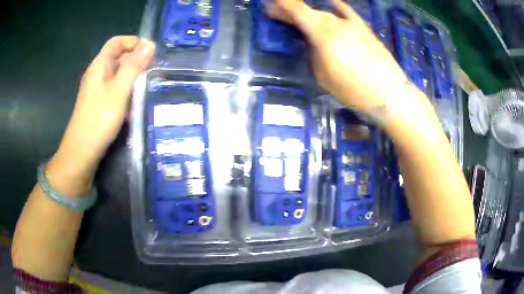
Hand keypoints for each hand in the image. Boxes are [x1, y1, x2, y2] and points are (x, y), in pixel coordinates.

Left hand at [47, 36, 154, 195]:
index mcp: (99, 66)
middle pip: (117, 57)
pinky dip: (126, 89)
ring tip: (147, 85)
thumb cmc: (99, 119)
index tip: (150, 52)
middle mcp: (97, 74)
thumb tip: (150, 44)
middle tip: (152, 70)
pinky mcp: (99, 103)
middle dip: (135, 59)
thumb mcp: (119, 90)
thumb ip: (134, 66)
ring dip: (132, 75)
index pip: (116, 42)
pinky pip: (115, 89)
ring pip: (117, 74)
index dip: (133, 42)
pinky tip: (134, 101)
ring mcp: (97, 90)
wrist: (82, 152)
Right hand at [267, 0, 409, 115]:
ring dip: (311, 14)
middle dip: (291, 12)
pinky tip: (332, 2)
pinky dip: (337, 7)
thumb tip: (312, 44)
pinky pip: (346, 13)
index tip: (270, 3)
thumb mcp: (323, 75)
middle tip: (276, 13)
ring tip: (301, 18)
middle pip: (309, 12)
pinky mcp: (363, 29)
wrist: (389, 92)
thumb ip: (313, 54)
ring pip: (326, 14)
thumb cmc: (353, 89)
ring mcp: (351, 24)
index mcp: (322, 33)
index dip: (282, 4)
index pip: (297, 10)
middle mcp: (335, 22)